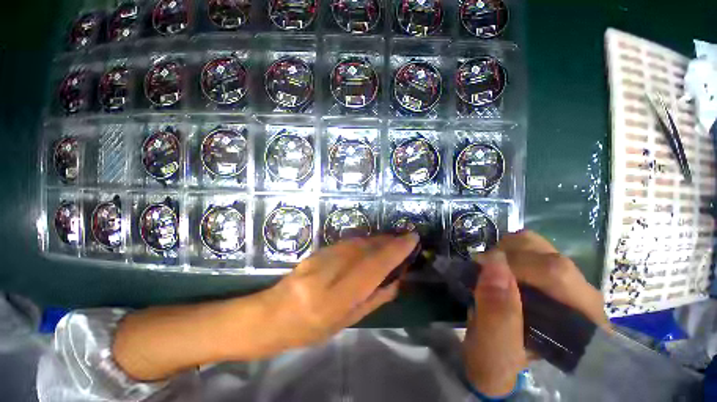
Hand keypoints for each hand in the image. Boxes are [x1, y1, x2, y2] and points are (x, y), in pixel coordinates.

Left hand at [113, 233, 417, 380]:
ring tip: (392, 242)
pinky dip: (364, 241)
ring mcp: (320, 257)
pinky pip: (347, 242)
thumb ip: (373, 299)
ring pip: (357, 242)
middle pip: (366, 248)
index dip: (395, 250)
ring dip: (378, 239)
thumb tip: (396, 279)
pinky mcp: (317, 251)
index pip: (373, 266)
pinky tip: (372, 245)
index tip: (412, 238)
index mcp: (335, 298)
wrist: (270, 315)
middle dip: (388, 241)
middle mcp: (327, 271)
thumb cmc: (308, 330)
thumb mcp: (345, 324)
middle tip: (405, 239)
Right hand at [463, 230, 608, 396]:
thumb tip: (493, 263)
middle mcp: (584, 301)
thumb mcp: (493, 352)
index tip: (479, 268)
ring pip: (542, 248)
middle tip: (482, 271)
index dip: (513, 264)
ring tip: (490, 271)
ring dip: (508, 252)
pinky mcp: (554, 279)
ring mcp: (570, 286)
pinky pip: (533, 251)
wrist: (507, 371)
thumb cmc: (501, 367)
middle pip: (551, 256)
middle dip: (507, 256)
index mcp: (580, 326)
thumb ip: (496, 313)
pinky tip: (499, 270)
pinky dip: (509, 253)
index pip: (556, 273)